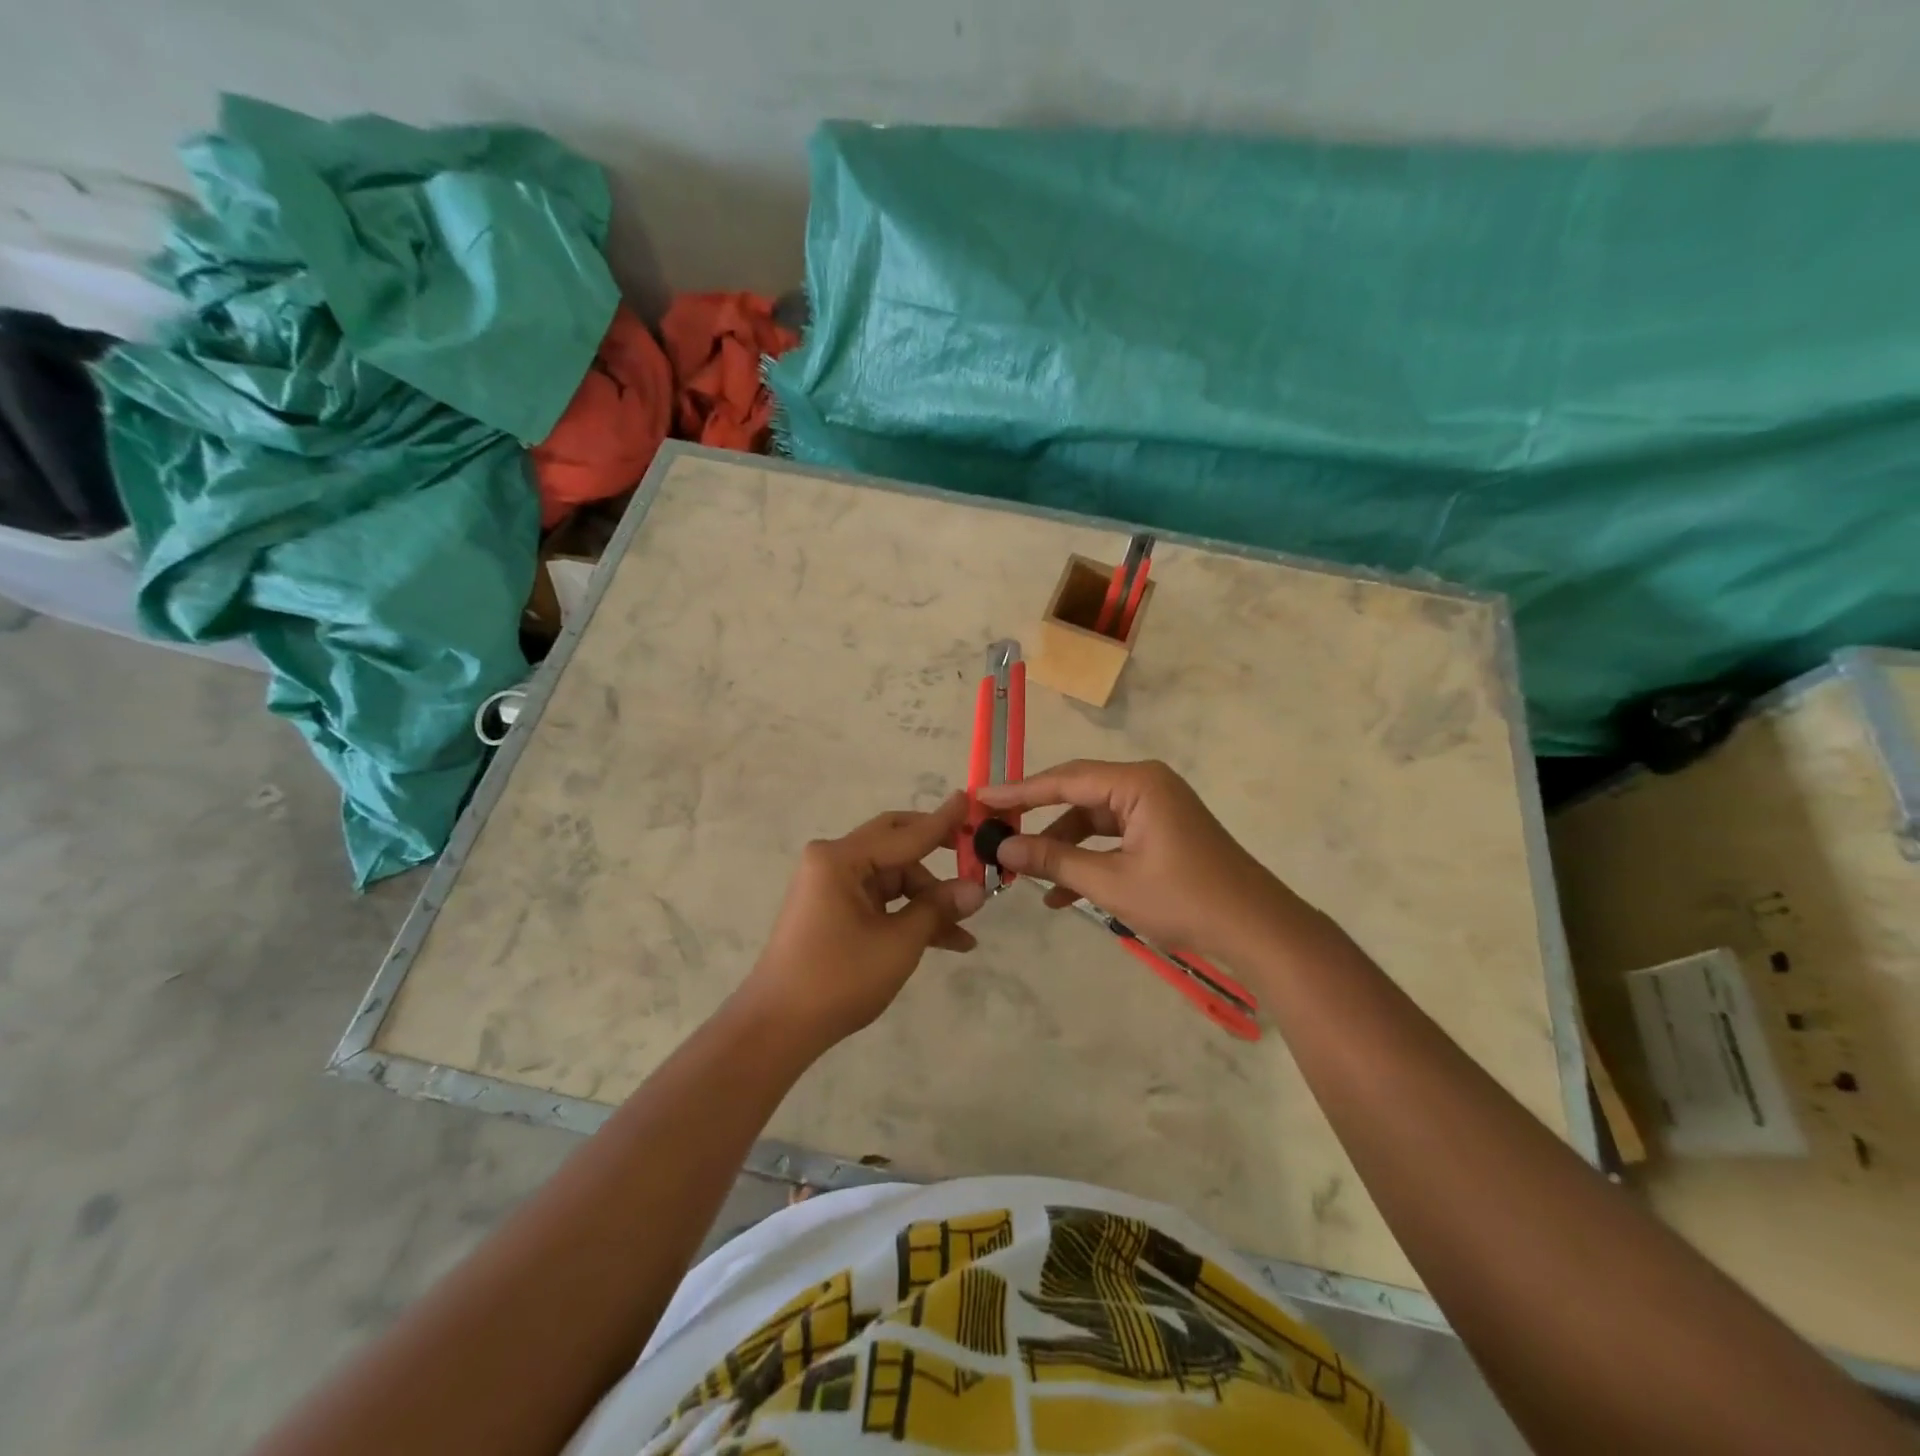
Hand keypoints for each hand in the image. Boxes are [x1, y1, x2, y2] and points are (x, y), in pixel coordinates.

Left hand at [740, 792, 987, 1050]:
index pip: (905, 834)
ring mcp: (831, 886)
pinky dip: (908, 915)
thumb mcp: (898, 943)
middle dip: (937, 855)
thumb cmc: (838, 978)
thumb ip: (937, 908)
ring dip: (928, 899)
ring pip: (892, 878)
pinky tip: (945, 940)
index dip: (943, 822)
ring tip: (966, 929)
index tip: (971, 800)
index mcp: (841, 858)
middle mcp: (833, 862)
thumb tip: (976, 889)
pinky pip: (880, 900)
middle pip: (896, 845)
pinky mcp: (833, 910)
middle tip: (974, 855)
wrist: (777, 1028)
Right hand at [977, 759, 1299, 962]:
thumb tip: (1002, 848)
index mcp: (1137, 783)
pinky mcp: (1162, 831)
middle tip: (995, 833)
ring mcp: (1156, 808)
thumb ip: (1054, 861)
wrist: (1258, 930)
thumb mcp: (1111, 882)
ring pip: (1092, 819)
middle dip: (1037, 819)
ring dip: (1062, 847)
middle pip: (1077, 794)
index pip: (1064, 779)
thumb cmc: (1184, 900)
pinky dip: (1088, 859)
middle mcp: (1146, 785)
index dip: (1019, 792)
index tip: (980, 797)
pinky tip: (1062, 893)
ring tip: (1026, 875)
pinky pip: (1112, 836)